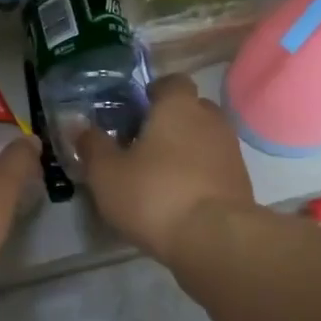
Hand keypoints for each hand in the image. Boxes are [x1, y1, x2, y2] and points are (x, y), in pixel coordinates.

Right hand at [78, 74, 253, 263]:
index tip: (132, 113)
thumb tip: (80, 126)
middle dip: (167, 122)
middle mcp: (210, 120)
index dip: (152, 93)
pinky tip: (176, 198)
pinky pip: (213, 168)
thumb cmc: (154, 194)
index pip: (171, 81)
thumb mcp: (106, 173)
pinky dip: (196, 175)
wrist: (214, 239)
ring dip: (183, 151)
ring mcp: (230, 152)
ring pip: (202, 140)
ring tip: (156, 176)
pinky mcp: (240, 183)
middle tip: (140, 145)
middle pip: (189, 109)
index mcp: (178, 106)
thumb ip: (92, 146)